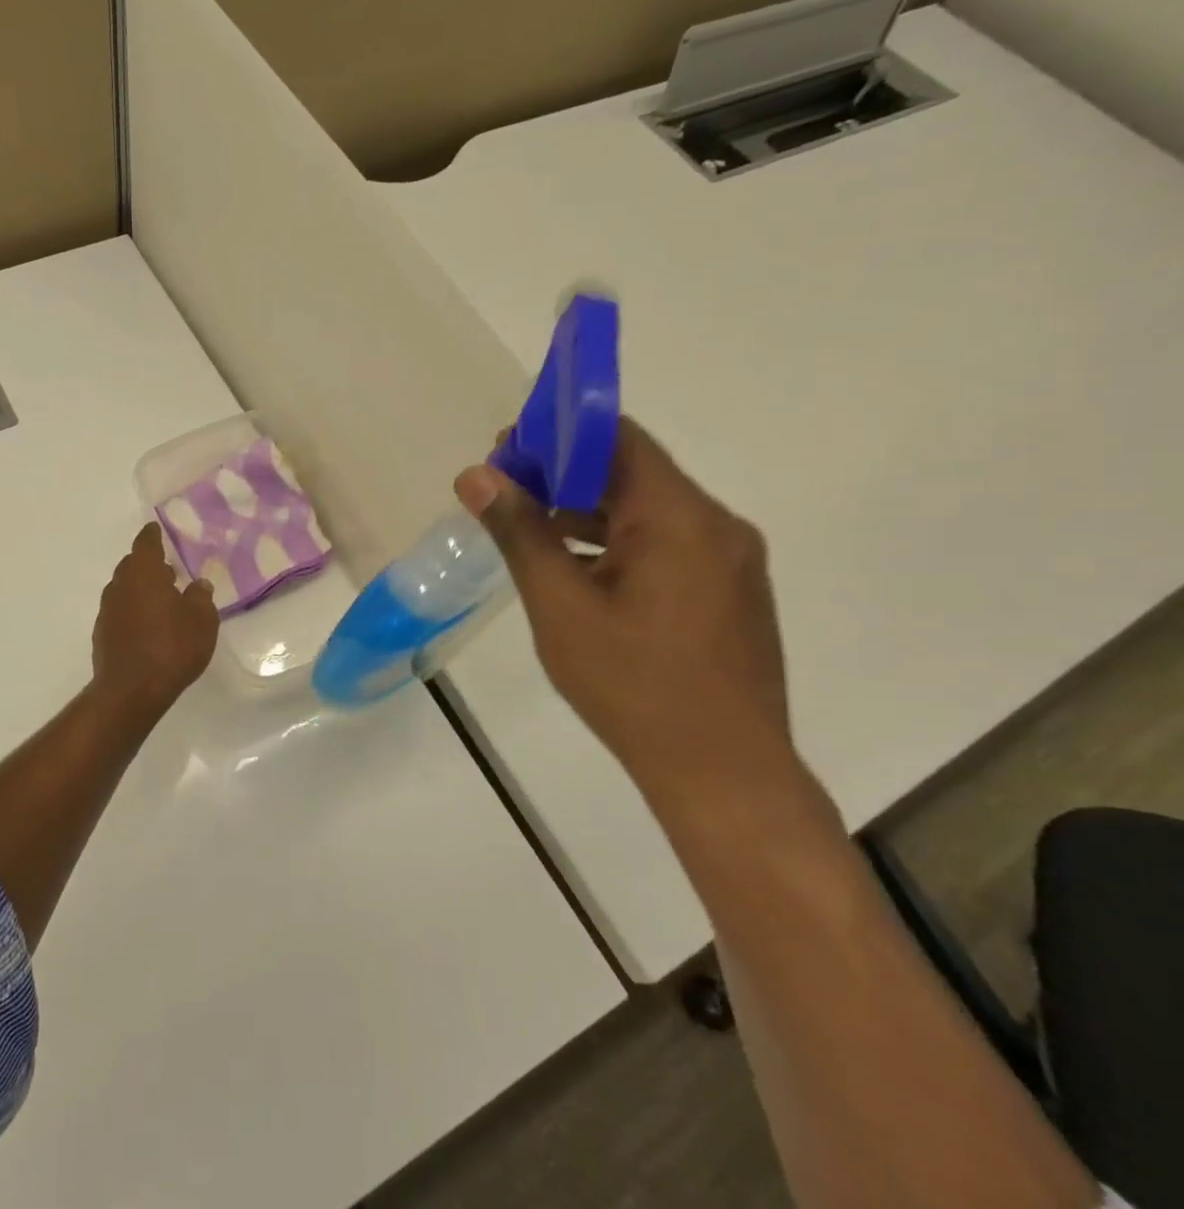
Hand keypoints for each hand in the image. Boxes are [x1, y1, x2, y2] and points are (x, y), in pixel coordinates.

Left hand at [90, 524, 220, 719]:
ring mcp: (108, 611)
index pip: (146, 543)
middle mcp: (120, 585)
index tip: (157, 529)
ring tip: (162, 600)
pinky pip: (120, 612)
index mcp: (143, 573)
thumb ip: (201, 598)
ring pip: (125, 589)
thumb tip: (199, 584)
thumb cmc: (172, 648)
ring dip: (141, 590)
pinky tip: (148, 626)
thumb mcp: (202, 621)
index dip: (153, 535)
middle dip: (149, 565)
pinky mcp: (102, 634)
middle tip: (169, 571)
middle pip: (133, 566)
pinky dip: (133, 611)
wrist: (131, 691)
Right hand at [455, 418, 791, 792]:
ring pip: (649, 511)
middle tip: (504, 494)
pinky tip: (577, 571)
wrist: (723, 773)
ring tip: (529, 530)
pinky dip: (618, 542)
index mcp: (680, 518)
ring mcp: (730, 561)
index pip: (617, 439)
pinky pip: (668, 545)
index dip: (556, 435)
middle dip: (563, 475)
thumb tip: (477, 476)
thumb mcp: (560, 606)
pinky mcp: (730, 593)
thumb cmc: (632, 686)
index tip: (503, 453)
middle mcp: (716, 525)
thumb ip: (520, 533)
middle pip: (632, 473)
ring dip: (588, 511)